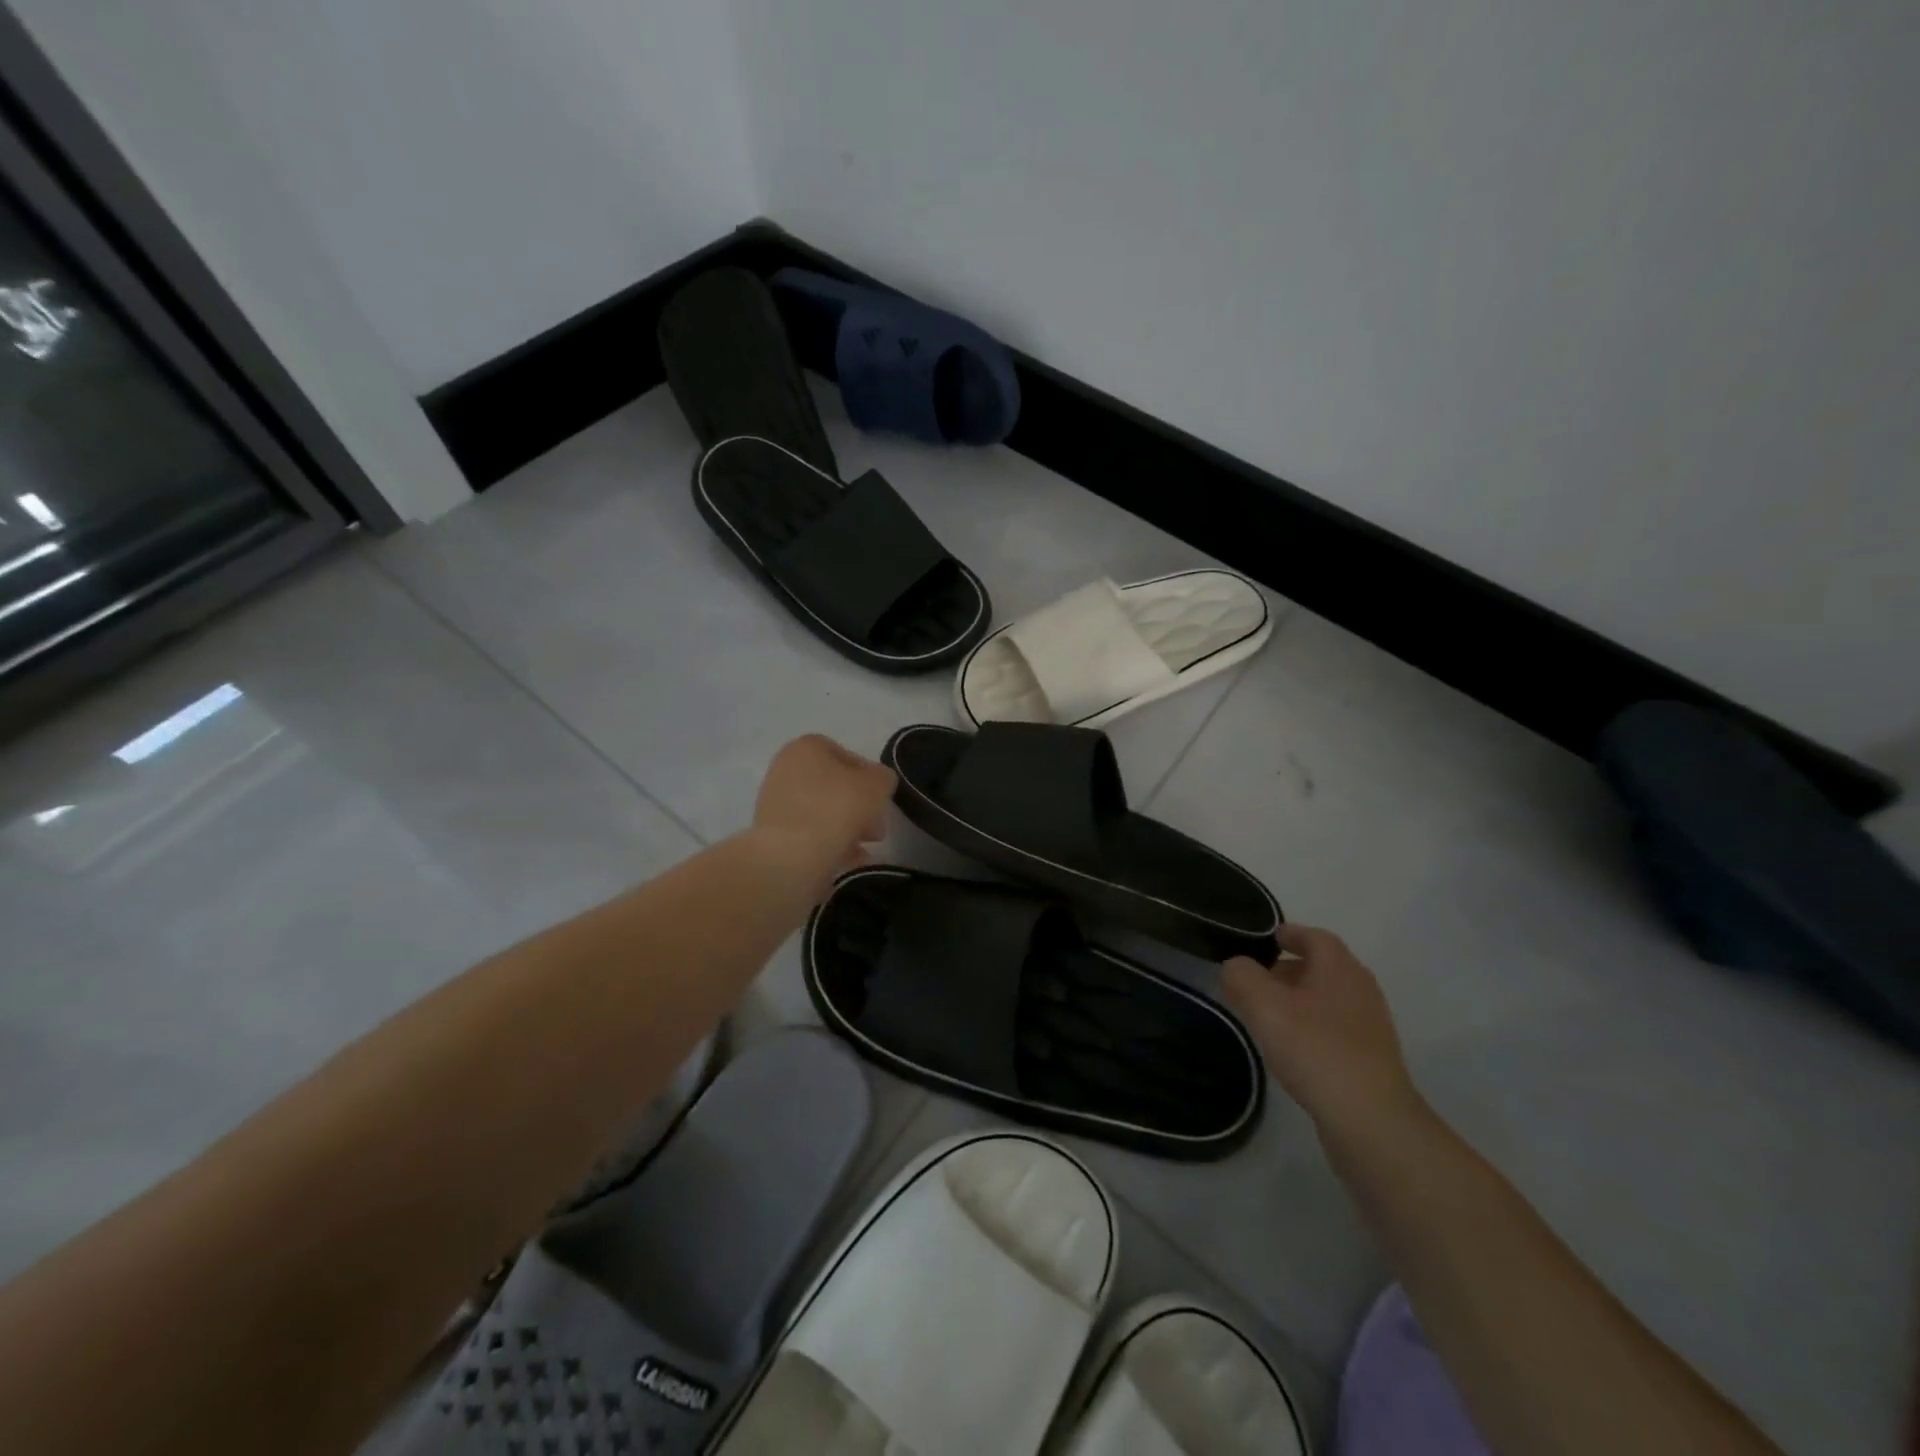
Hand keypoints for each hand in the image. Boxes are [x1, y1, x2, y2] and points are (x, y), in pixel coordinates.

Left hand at [752, 735, 896, 886]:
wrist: (789, 857)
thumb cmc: (835, 809)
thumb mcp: (877, 785)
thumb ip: (883, 778)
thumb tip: (877, 784)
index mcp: (808, 747)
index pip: (850, 757)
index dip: (871, 780)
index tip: (882, 802)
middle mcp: (786, 768)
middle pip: (835, 787)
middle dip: (859, 807)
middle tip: (876, 829)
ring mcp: (776, 803)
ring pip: (823, 812)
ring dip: (847, 827)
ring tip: (865, 848)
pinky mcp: (773, 834)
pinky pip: (810, 834)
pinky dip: (830, 843)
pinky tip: (849, 859)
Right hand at [1223, 924, 1421, 1136]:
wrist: (1371, 1122)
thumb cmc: (1316, 1050)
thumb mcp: (1264, 1006)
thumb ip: (1241, 976)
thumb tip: (1236, 966)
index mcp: (1340, 969)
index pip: (1314, 937)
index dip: (1289, 933)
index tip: (1265, 939)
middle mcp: (1361, 990)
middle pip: (1322, 967)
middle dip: (1288, 968)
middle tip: (1255, 979)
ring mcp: (1370, 1026)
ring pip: (1328, 998)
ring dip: (1298, 999)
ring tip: (1267, 1014)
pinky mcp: (1371, 1059)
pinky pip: (1334, 1027)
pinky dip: (1311, 1025)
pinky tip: (1291, 1047)